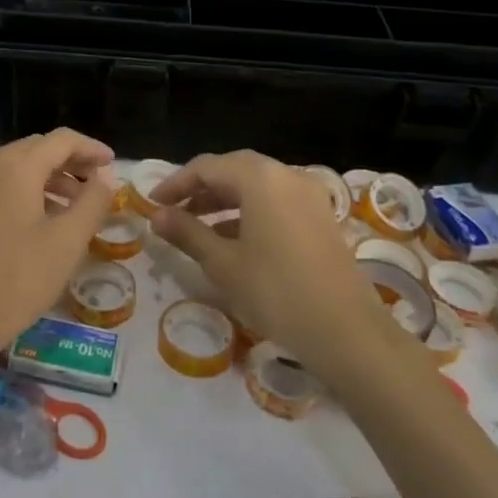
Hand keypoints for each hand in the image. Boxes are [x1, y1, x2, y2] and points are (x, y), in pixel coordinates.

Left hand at [0, 128, 115, 364]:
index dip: (91, 148)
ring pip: (20, 166)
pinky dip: (29, 190)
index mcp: (16, 166)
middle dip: (72, 161)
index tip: (114, 164)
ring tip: (78, 205)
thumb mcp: (67, 241)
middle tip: (99, 184)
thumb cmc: (18, 279)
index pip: (61, 140)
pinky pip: (3, 183)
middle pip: (38, 149)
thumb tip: (106, 175)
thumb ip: (93, 201)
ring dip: (51, 177)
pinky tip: (46, 218)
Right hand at [148, 150, 391, 369]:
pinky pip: (276, 202)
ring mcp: (309, 196)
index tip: (152, 204)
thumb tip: (157, 216)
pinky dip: (249, 212)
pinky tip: (232, 240)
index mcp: (260, 178)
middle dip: (200, 189)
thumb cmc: (275, 291)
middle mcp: (287, 176)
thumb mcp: (223, 263)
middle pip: (234, 170)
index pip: (207, 167)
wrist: (345, 331)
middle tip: (172, 212)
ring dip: (223, 201)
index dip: (176, 183)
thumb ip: (187, 233)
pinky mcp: (320, 217)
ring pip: (256, 187)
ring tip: (196, 227)